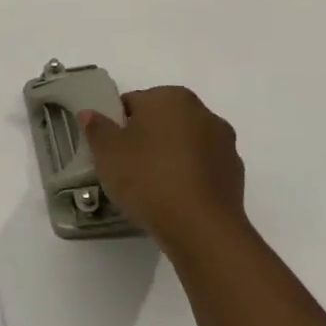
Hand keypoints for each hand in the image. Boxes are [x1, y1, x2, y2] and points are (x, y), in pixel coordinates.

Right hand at [80, 86, 245, 246]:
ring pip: (184, 144)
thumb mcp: (107, 152)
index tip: (109, 150)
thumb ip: (97, 127)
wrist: (202, 229)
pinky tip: (173, 199)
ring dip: (169, 157)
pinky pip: (202, 168)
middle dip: (145, 138)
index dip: (117, 125)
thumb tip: (90, 113)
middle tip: (126, 167)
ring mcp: (224, 144)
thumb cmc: (148, 178)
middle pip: (161, 120)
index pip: (133, 102)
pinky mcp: (235, 174)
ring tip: (151, 187)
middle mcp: (202, 112)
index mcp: (170, 97)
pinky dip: (188, 177)